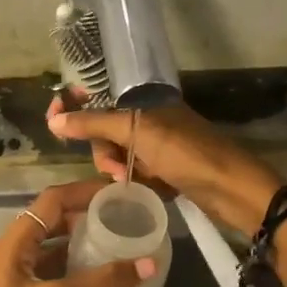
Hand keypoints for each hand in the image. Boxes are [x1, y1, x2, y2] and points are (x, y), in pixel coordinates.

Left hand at [0, 179, 156, 286]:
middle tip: (127, 217)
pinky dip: (79, 270)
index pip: (52, 201)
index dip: (84, 191)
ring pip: (55, 248)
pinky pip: (56, 274)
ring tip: (123, 243)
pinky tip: (105, 279)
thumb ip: (103, 282)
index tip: (121, 192)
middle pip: (54, 221)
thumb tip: (150, 262)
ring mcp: (19, 280)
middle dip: (88, 215)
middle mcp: (14, 254)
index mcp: (13, 244)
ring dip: (85, 243)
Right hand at [46, 97, 283, 237]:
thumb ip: (94, 124)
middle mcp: (150, 120)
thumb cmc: (186, 153)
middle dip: (103, 151)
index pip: (100, 97)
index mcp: (145, 102)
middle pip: (105, 132)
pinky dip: (136, 182)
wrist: (233, 189)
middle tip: (115, 169)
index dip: (75, 105)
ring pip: (118, 156)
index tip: (53, 119)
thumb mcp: (137, 133)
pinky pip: (136, 174)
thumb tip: (54, 120)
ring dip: (119, 170)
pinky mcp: (167, 171)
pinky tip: (145, 189)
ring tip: (132, 182)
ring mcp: (159, 146)